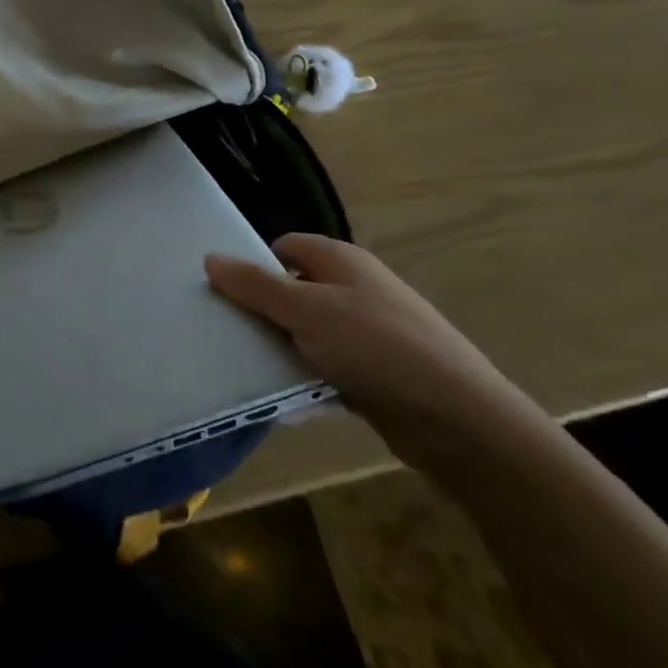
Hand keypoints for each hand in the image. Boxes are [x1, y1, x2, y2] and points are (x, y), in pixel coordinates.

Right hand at [206, 234, 540, 474]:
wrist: (458, 420)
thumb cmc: (375, 346)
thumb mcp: (304, 310)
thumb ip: (254, 285)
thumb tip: (209, 258)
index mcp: (340, 261)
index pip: (284, 248)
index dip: (254, 265)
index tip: (226, 293)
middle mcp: (355, 289)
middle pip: (293, 290)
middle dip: (263, 312)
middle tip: (230, 334)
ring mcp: (369, 332)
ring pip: (308, 333)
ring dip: (284, 350)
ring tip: (252, 371)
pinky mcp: (377, 373)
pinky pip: (329, 367)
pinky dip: (310, 379)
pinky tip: (291, 401)